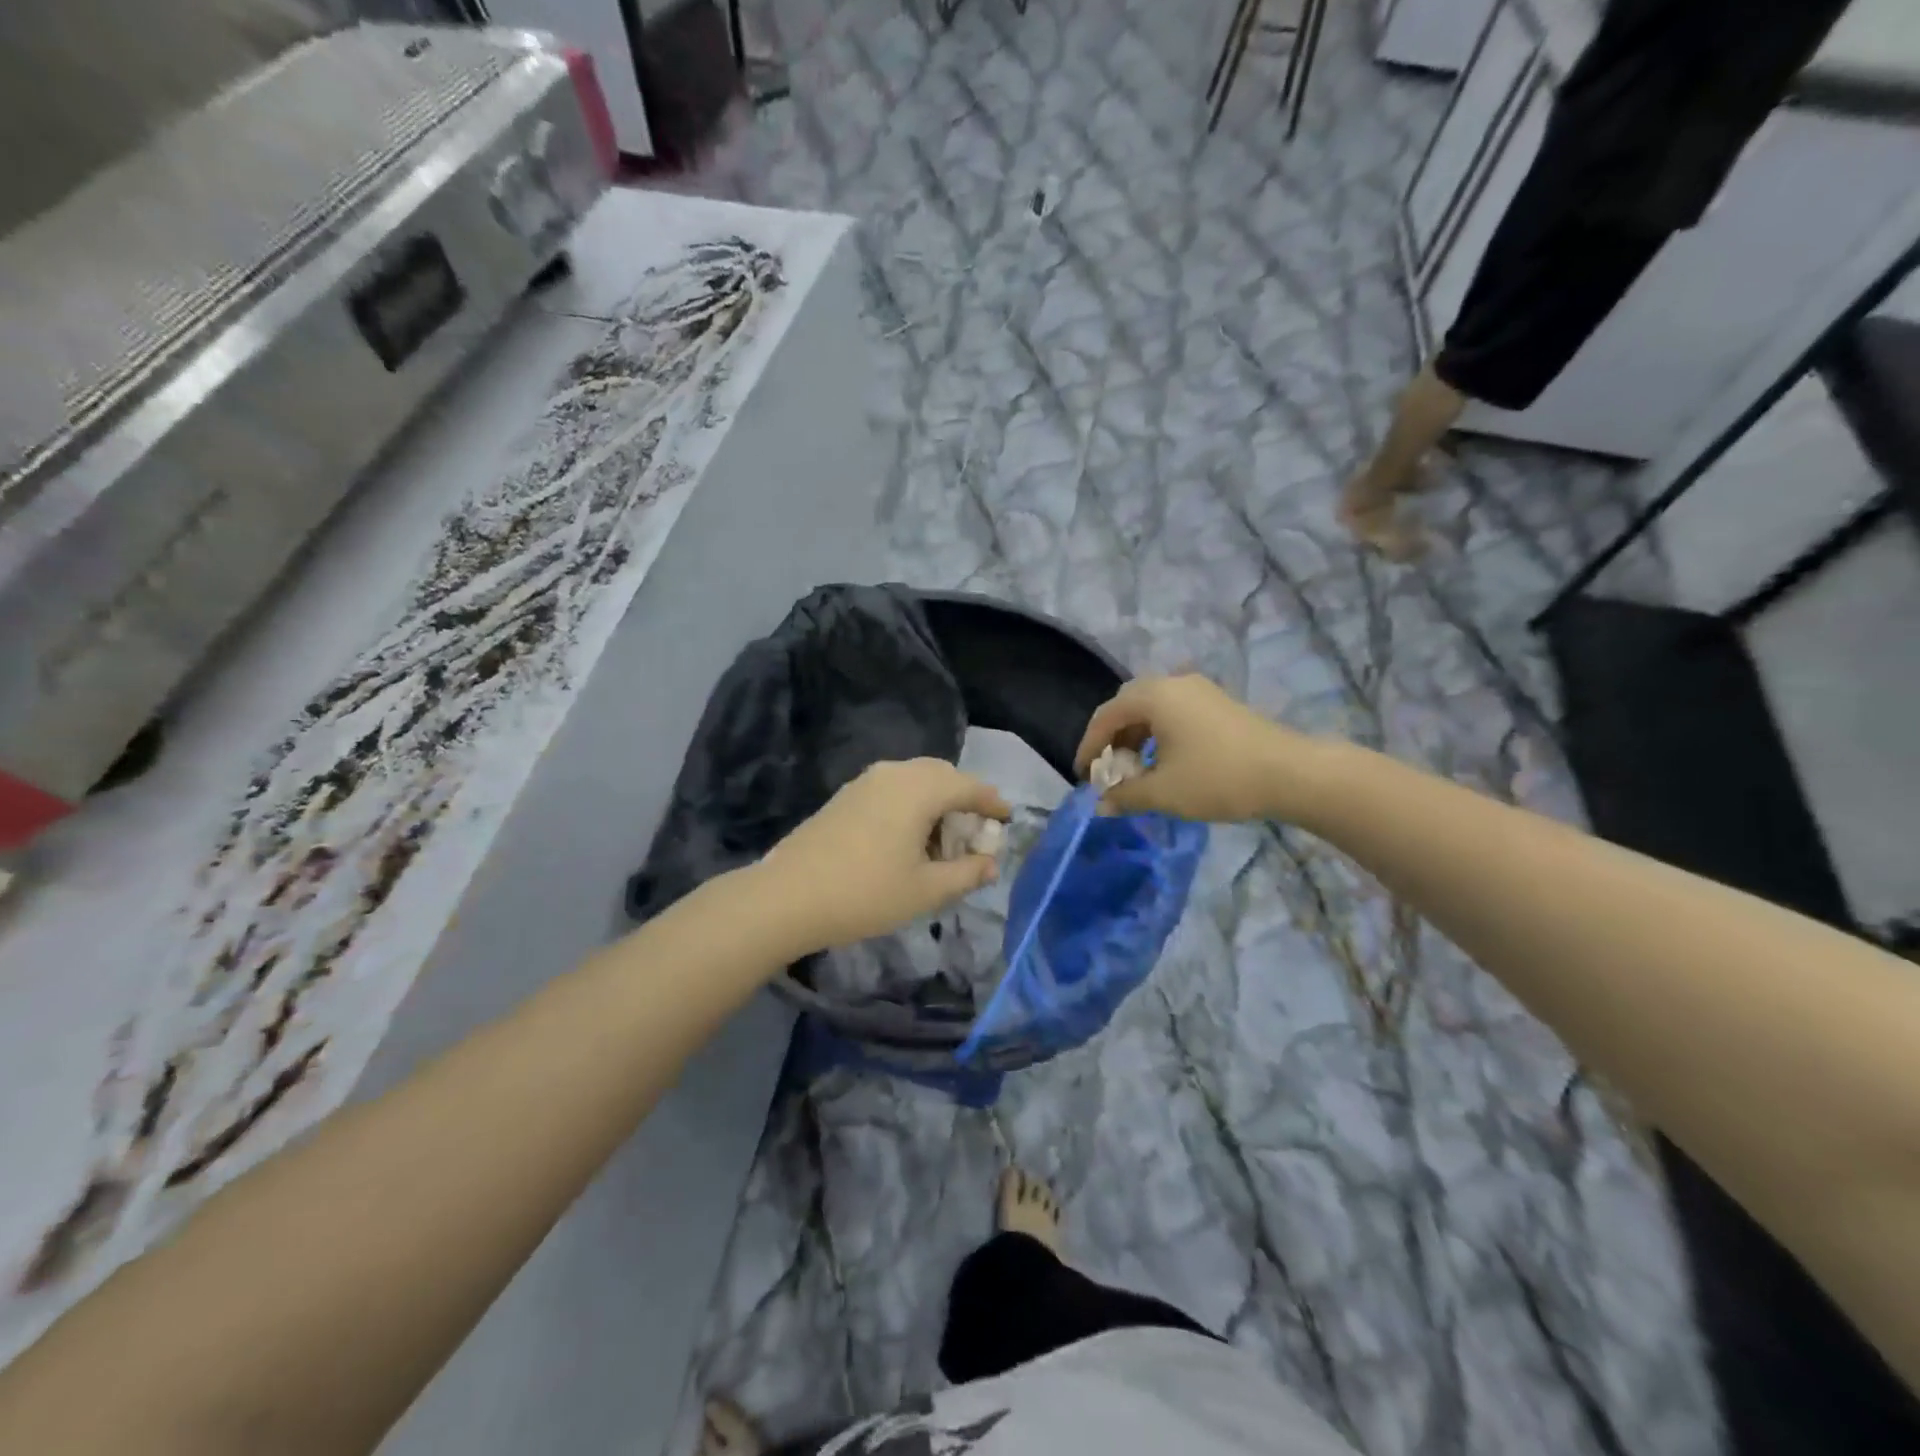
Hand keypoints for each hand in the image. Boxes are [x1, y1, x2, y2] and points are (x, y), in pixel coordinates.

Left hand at [756, 759, 1010, 953]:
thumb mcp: (926, 890)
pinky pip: (892, 789)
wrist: (787, 896)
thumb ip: (966, 874)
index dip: (993, 803)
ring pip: (915, 780)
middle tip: (975, 832)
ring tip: (941, 842)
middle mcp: (895, 773)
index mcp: (920, 789)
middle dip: (964, 799)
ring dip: (936, 802)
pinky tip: (907, 840)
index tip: (1007, 819)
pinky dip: (911, 805)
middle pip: (942, 776)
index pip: (969, 786)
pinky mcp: (845, 795)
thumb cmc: (865, 894)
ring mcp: (865, 781)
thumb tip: (991, 864)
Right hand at [1073, 674, 1328, 822]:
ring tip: (1136, 770)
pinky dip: (1159, 734)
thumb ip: (1125, 795)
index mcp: (1154, 696)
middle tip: (1108, 770)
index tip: (1084, 776)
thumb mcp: (1163, 792)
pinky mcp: (1219, 704)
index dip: (1089, 746)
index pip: (1106, 716)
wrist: (1291, 774)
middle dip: (1112, 739)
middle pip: (1128, 706)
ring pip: (1153, 709)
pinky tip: (1166, 762)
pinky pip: (1174, 712)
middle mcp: (1174, 683)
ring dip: (1136, 737)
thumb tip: (1100, 805)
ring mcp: (1200, 691)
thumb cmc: (1218, 778)